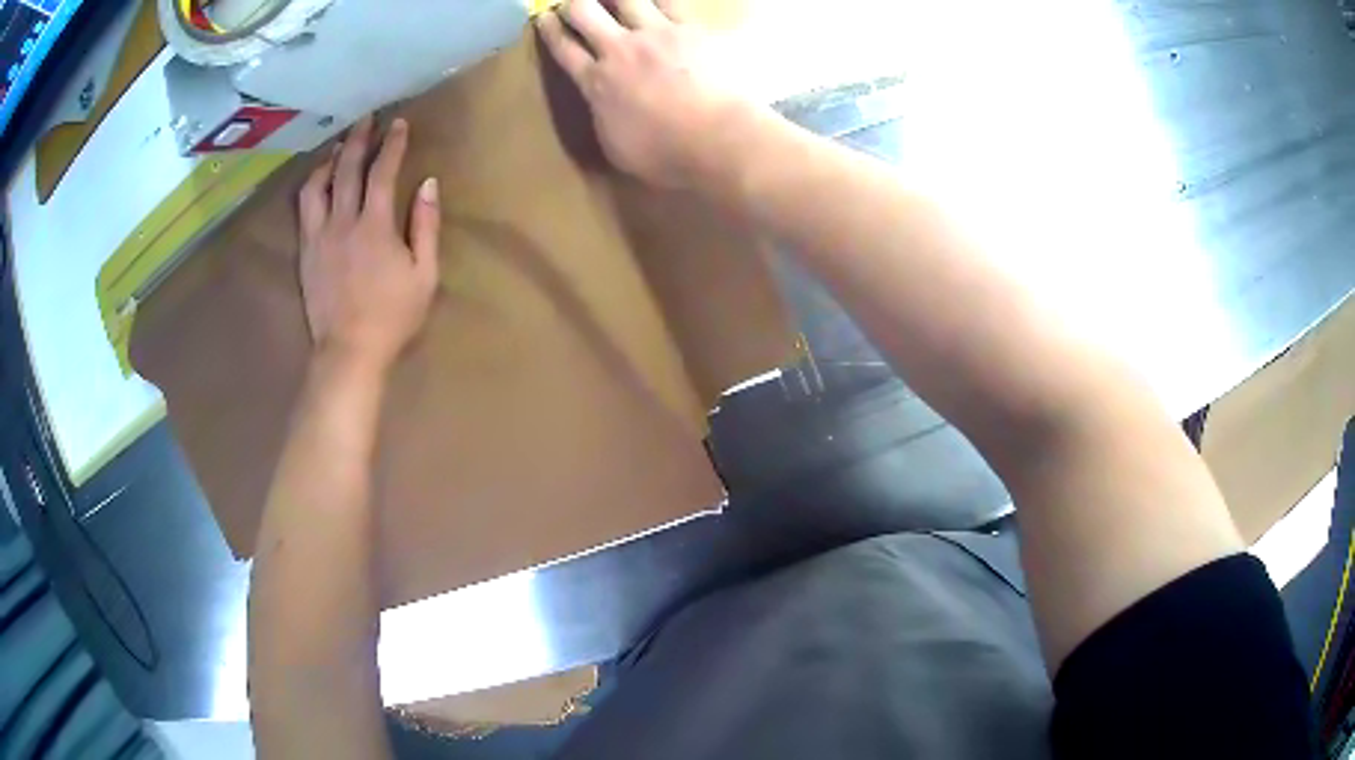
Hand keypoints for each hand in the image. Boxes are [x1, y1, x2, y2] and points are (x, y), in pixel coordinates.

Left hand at [298, 116, 440, 376]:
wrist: (349, 352)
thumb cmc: (393, 316)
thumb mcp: (425, 275)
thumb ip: (426, 226)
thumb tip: (428, 184)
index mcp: (375, 226)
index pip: (383, 172)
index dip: (392, 144)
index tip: (399, 123)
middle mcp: (343, 222)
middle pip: (347, 169)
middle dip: (359, 139)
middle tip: (367, 119)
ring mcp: (319, 236)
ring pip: (318, 184)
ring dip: (330, 159)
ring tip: (340, 146)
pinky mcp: (306, 251)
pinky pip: (304, 208)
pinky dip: (312, 185)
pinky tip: (318, 179)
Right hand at [536, 0, 756, 188]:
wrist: (719, 138)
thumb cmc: (667, 155)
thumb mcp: (616, 147)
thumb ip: (604, 117)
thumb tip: (602, 105)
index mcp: (597, 83)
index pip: (564, 49)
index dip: (550, 30)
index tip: (545, 18)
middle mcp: (619, 50)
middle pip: (584, 12)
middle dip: (574, 4)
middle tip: (574, 3)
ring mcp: (656, 34)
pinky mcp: (690, 28)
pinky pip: (669, 1)